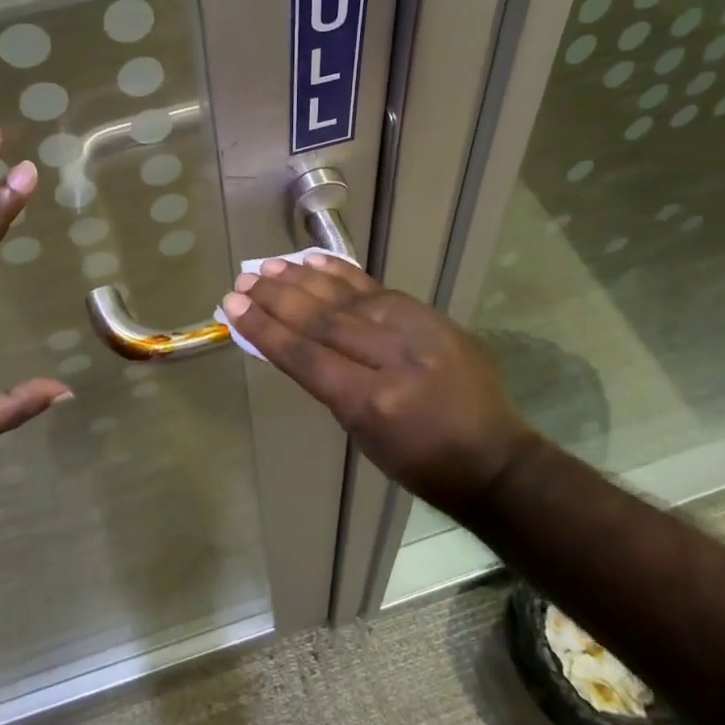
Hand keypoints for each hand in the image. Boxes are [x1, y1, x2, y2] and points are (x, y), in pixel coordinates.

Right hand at [219, 256, 540, 518]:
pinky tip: (314, 261)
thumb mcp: (362, 435)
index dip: (264, 329)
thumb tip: (291, 342)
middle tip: (243, 281)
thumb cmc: (419, 463)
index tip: (232, 307)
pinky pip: (376, 288)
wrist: (492, 456)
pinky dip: (342, 274)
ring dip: (302, 280)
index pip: (305, 355)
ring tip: (268, 266)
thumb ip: (327, 384)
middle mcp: (392, 357)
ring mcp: (414, 329)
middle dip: (276, 298)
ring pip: (346, 297)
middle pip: (322, 319)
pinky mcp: (429, 314)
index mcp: (372, 401)